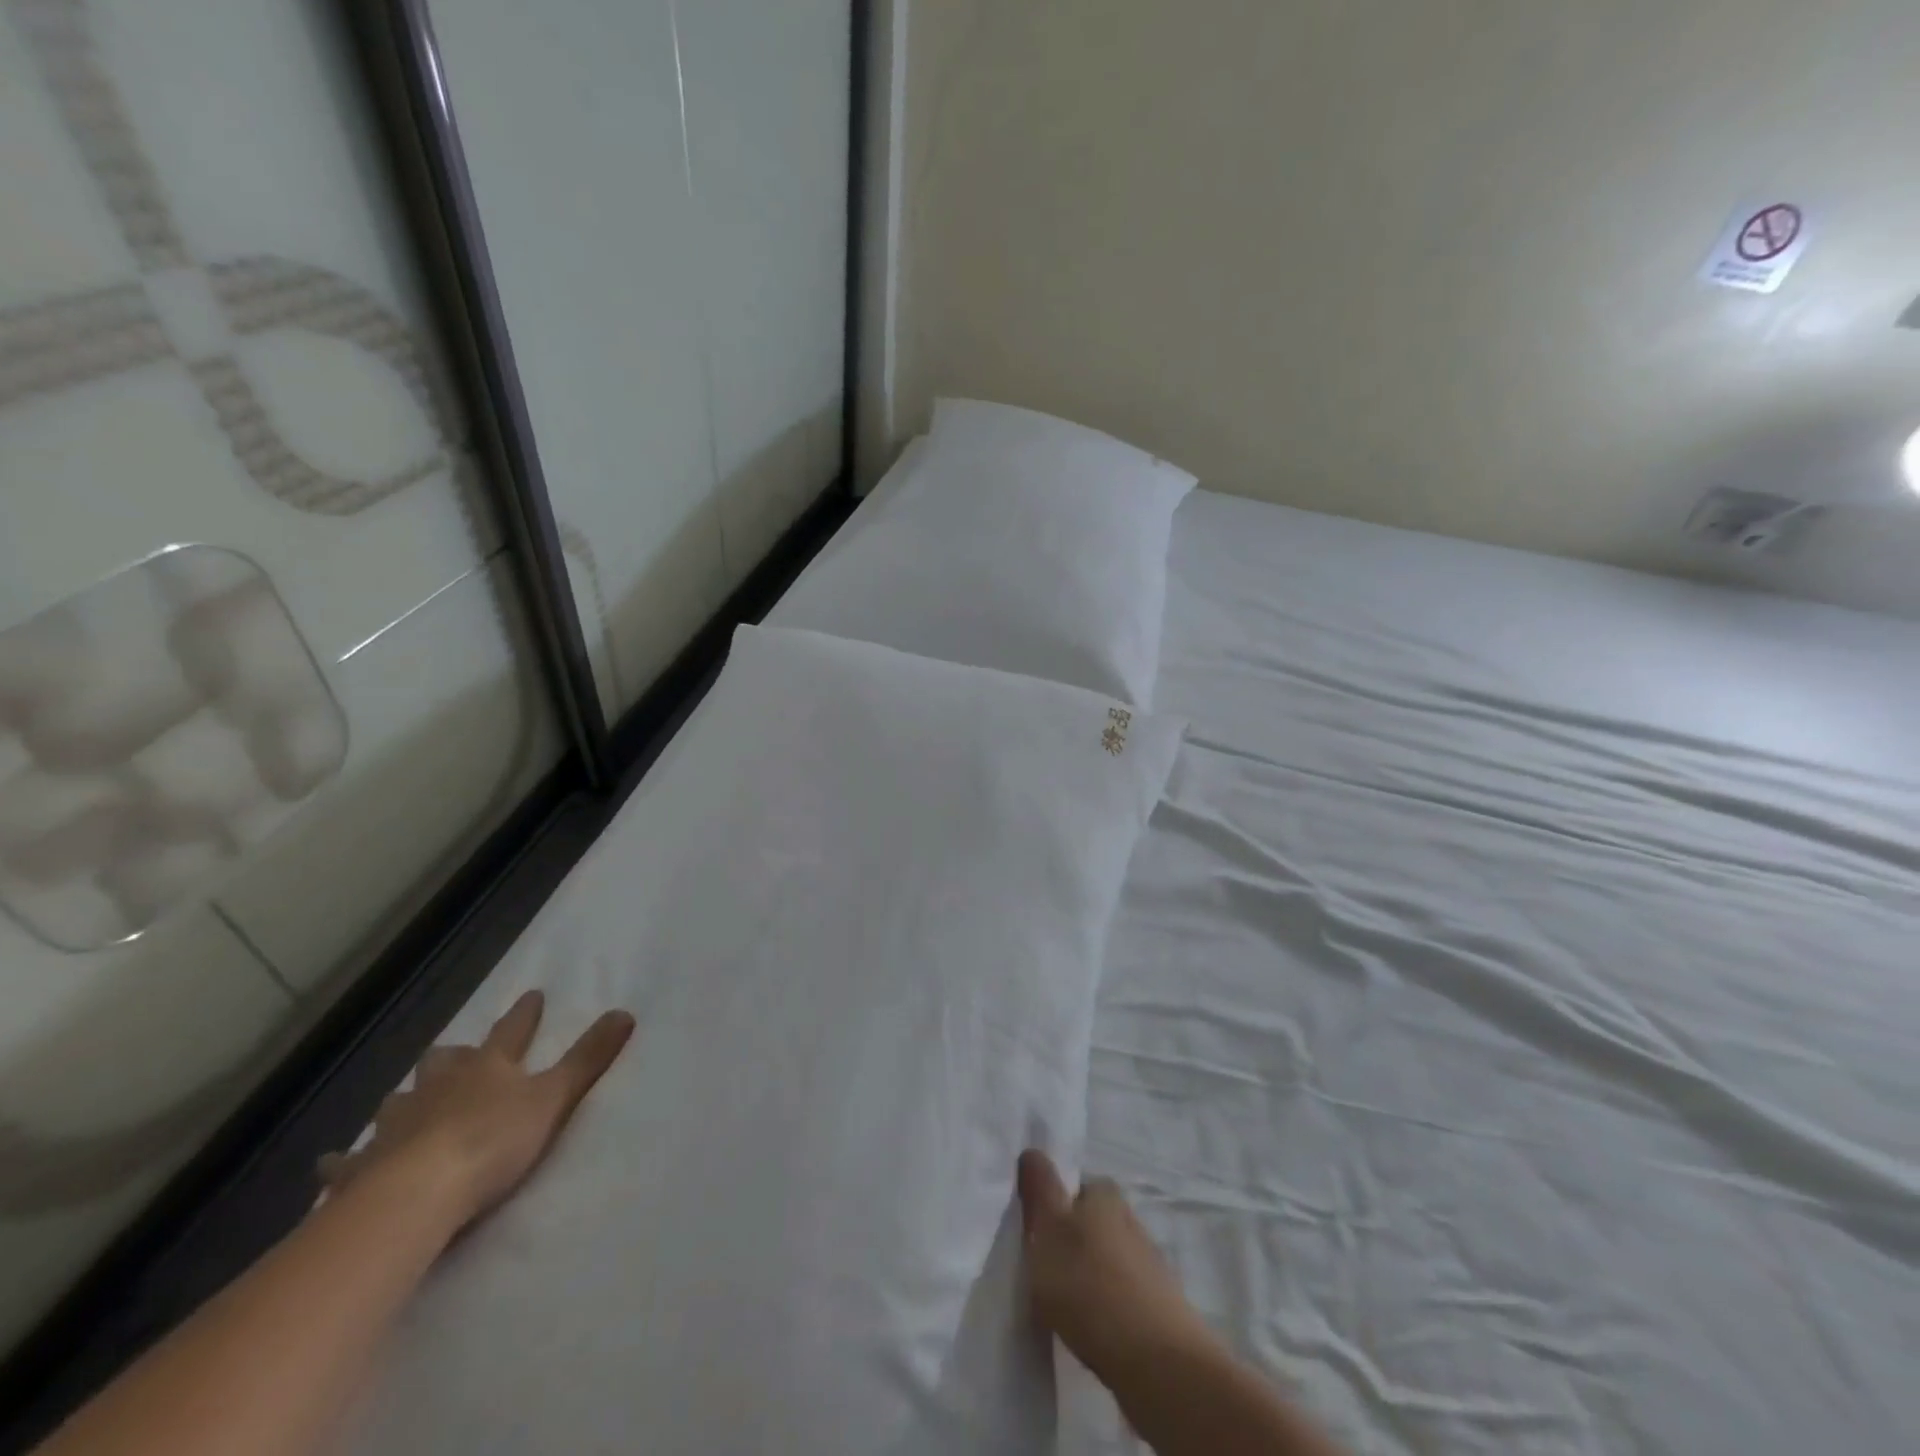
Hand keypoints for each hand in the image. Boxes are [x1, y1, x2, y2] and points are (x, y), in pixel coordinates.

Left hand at [319, 992, 634, 1231]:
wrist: (417, 1195)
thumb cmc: (493, 1141)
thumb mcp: (554, 1097)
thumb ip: (589, 1058)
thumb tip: (626, 1012)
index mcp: (487, 1068)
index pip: (511, 1032)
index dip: (524, 1015)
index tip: (533, 995)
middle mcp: (439, 1087)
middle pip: (444, 1062)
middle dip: (453, 1057)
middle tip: (456, 1056)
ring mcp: (396, 1125)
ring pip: (399, 1102)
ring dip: (405, 1100)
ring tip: (403, 1104)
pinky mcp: (362, 1168)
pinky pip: (349, 1160)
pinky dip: (345, 1159)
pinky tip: (332, 1164)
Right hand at [1018, 1150, 1216, 1385]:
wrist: (1157, 1362)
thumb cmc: (1091, 1284)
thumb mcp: (1049, 1230)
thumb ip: (1039, 1189)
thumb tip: (1032, 1150)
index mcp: (1105, 1194)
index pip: (1074, 1186)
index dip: (1054, 1206)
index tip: (1036, 1234)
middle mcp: (1130, 1218)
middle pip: (1091, 1222)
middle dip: (1071, 1241)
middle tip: (1045, 1271)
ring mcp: (1148, 1262)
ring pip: (1107, 1258)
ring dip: (1089, 1275)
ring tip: (1066, 1305)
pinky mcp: (1158, 1305)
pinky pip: (1121, 1293)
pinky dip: (1106, 1305)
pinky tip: (1093, 1328)